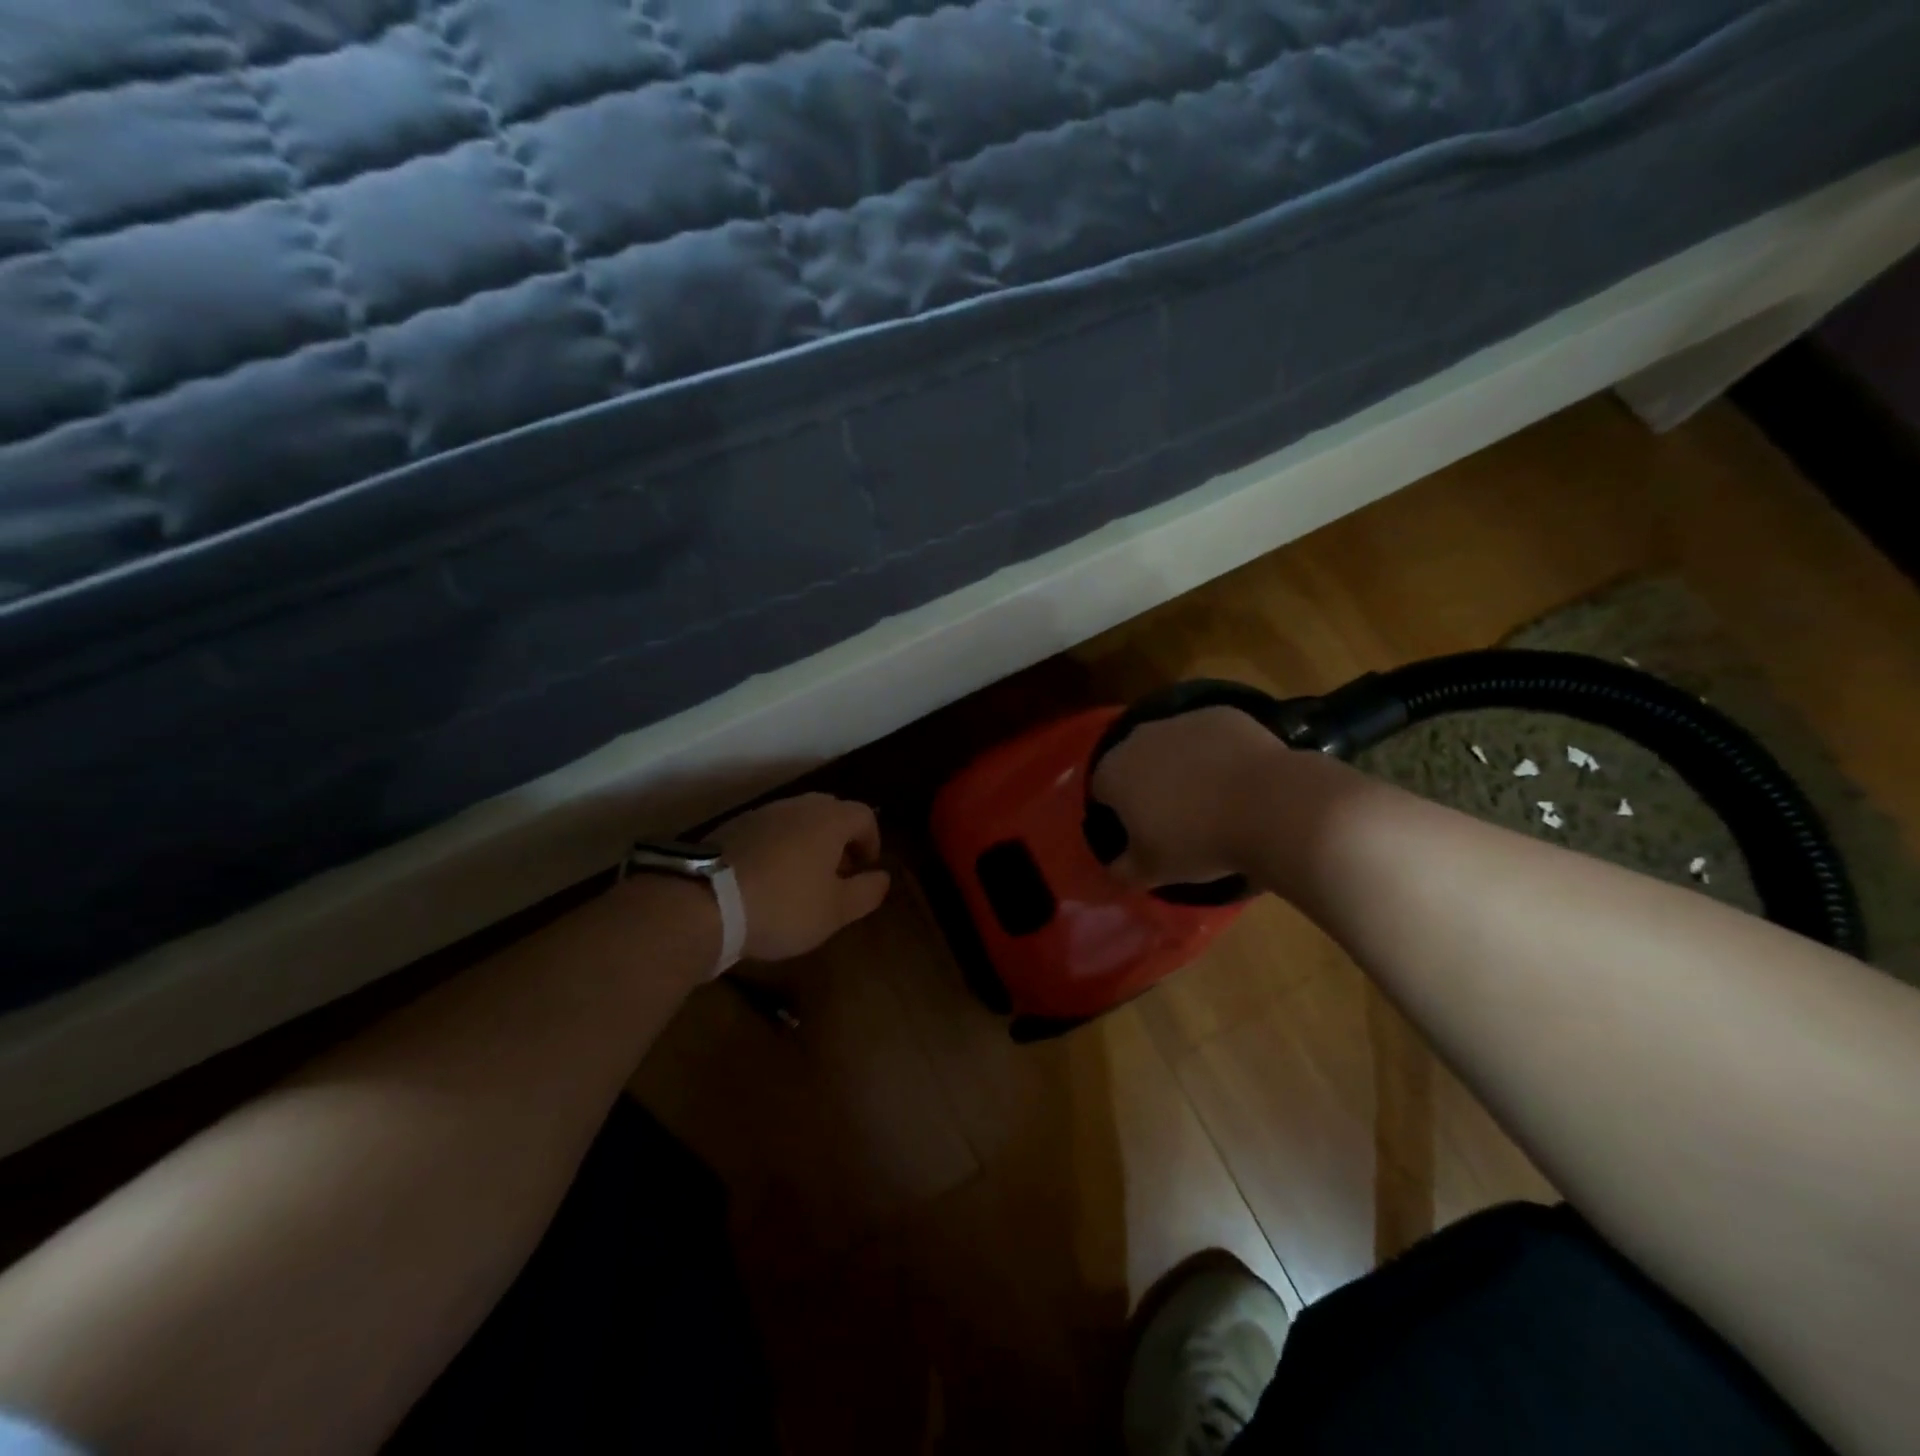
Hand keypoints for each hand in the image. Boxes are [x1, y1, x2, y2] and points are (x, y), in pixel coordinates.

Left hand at [710, 793, 891, 960]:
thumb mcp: (835, 911)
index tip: (865, 870)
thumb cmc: (783, 906)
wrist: (705, 903)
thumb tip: (882, 877)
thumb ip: (867, 892)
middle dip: (840, 839)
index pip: (865, 815)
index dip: (871, 841)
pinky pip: (768, 831)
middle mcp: (797, 806)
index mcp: (829, 820)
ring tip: (801, 879)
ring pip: (797, 819)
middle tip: (837, 873)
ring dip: (807, 842)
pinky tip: (768, 879)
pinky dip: (778, 847)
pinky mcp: (732, 828)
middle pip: (830, 811)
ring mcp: (761, 814)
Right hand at [1088, 706, 1290, 886]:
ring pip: (1172, 744)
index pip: (1101, 790)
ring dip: (1182, 764)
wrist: (1269, 806)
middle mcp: (1139, 738)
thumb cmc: (1198, 842)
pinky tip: (1237, 778)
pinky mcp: (1221, 714)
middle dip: (1147, 782)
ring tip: (1210, 797)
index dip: (1118, 811)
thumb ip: (1124, 869)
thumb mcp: (1153, 871)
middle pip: (1134, 760)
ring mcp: (1181, 719)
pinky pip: (1209, 735)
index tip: (1140, 832)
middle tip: (1174, 814)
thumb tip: (1115, 867)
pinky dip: (1217, 752)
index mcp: (1114, 772)